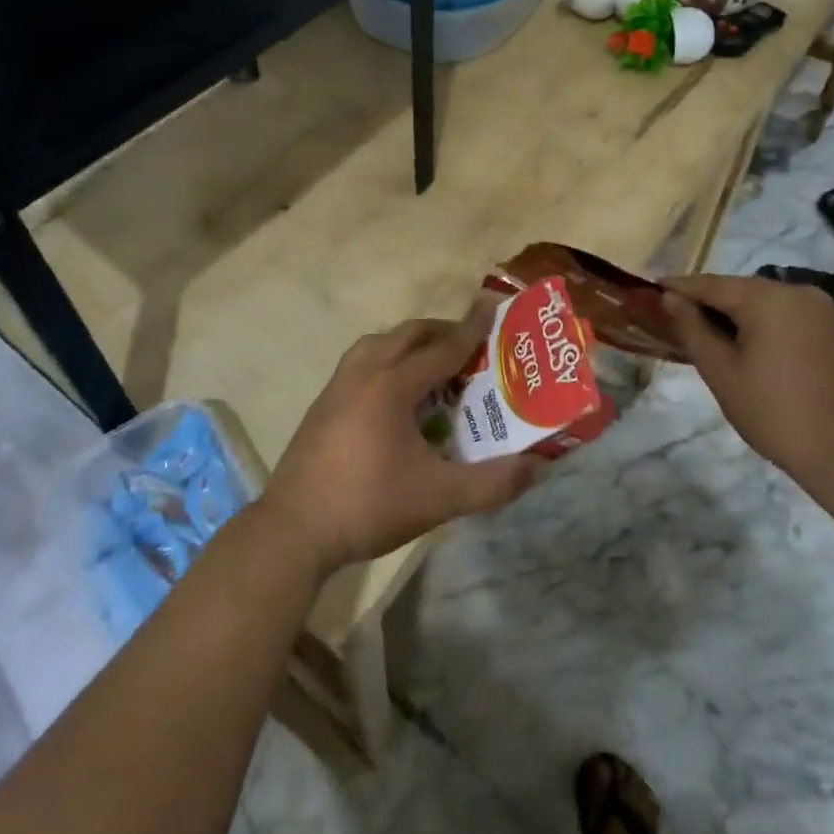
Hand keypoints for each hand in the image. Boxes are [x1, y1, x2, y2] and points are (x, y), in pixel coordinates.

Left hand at [261, 306, 546, 575]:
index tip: (492, 304)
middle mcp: (363, 372)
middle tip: (470, 344)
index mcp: (391, 384)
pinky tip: (396, 396)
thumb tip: (539, 467)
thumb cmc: (369, 505)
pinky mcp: (322, 405)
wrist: (294, 530)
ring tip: (433, 365)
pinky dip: (386, 361)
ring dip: (409, 344)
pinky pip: (361, 363)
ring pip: (378, 344)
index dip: (472, 327)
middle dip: (440, 331)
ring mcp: (336, 386)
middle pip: (407, 335)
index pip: (442, 347)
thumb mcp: (439, 498)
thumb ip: (493, 482)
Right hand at [660, 275, 833, 478]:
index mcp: (767, 298)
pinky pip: (784, 313)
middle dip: (706, 302)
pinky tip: (744, 343)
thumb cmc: (772, 412)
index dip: (678, 288)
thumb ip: (691, 327)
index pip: (710, 284)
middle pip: (738, 289)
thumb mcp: (719, 370)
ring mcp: (820, 308)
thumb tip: (669, 297)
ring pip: (762, 300)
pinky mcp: (832, 327)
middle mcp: (797, 291)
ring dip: (733, 313)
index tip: (651, 291)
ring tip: (706, 333)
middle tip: (675, 318)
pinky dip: (760, 322)